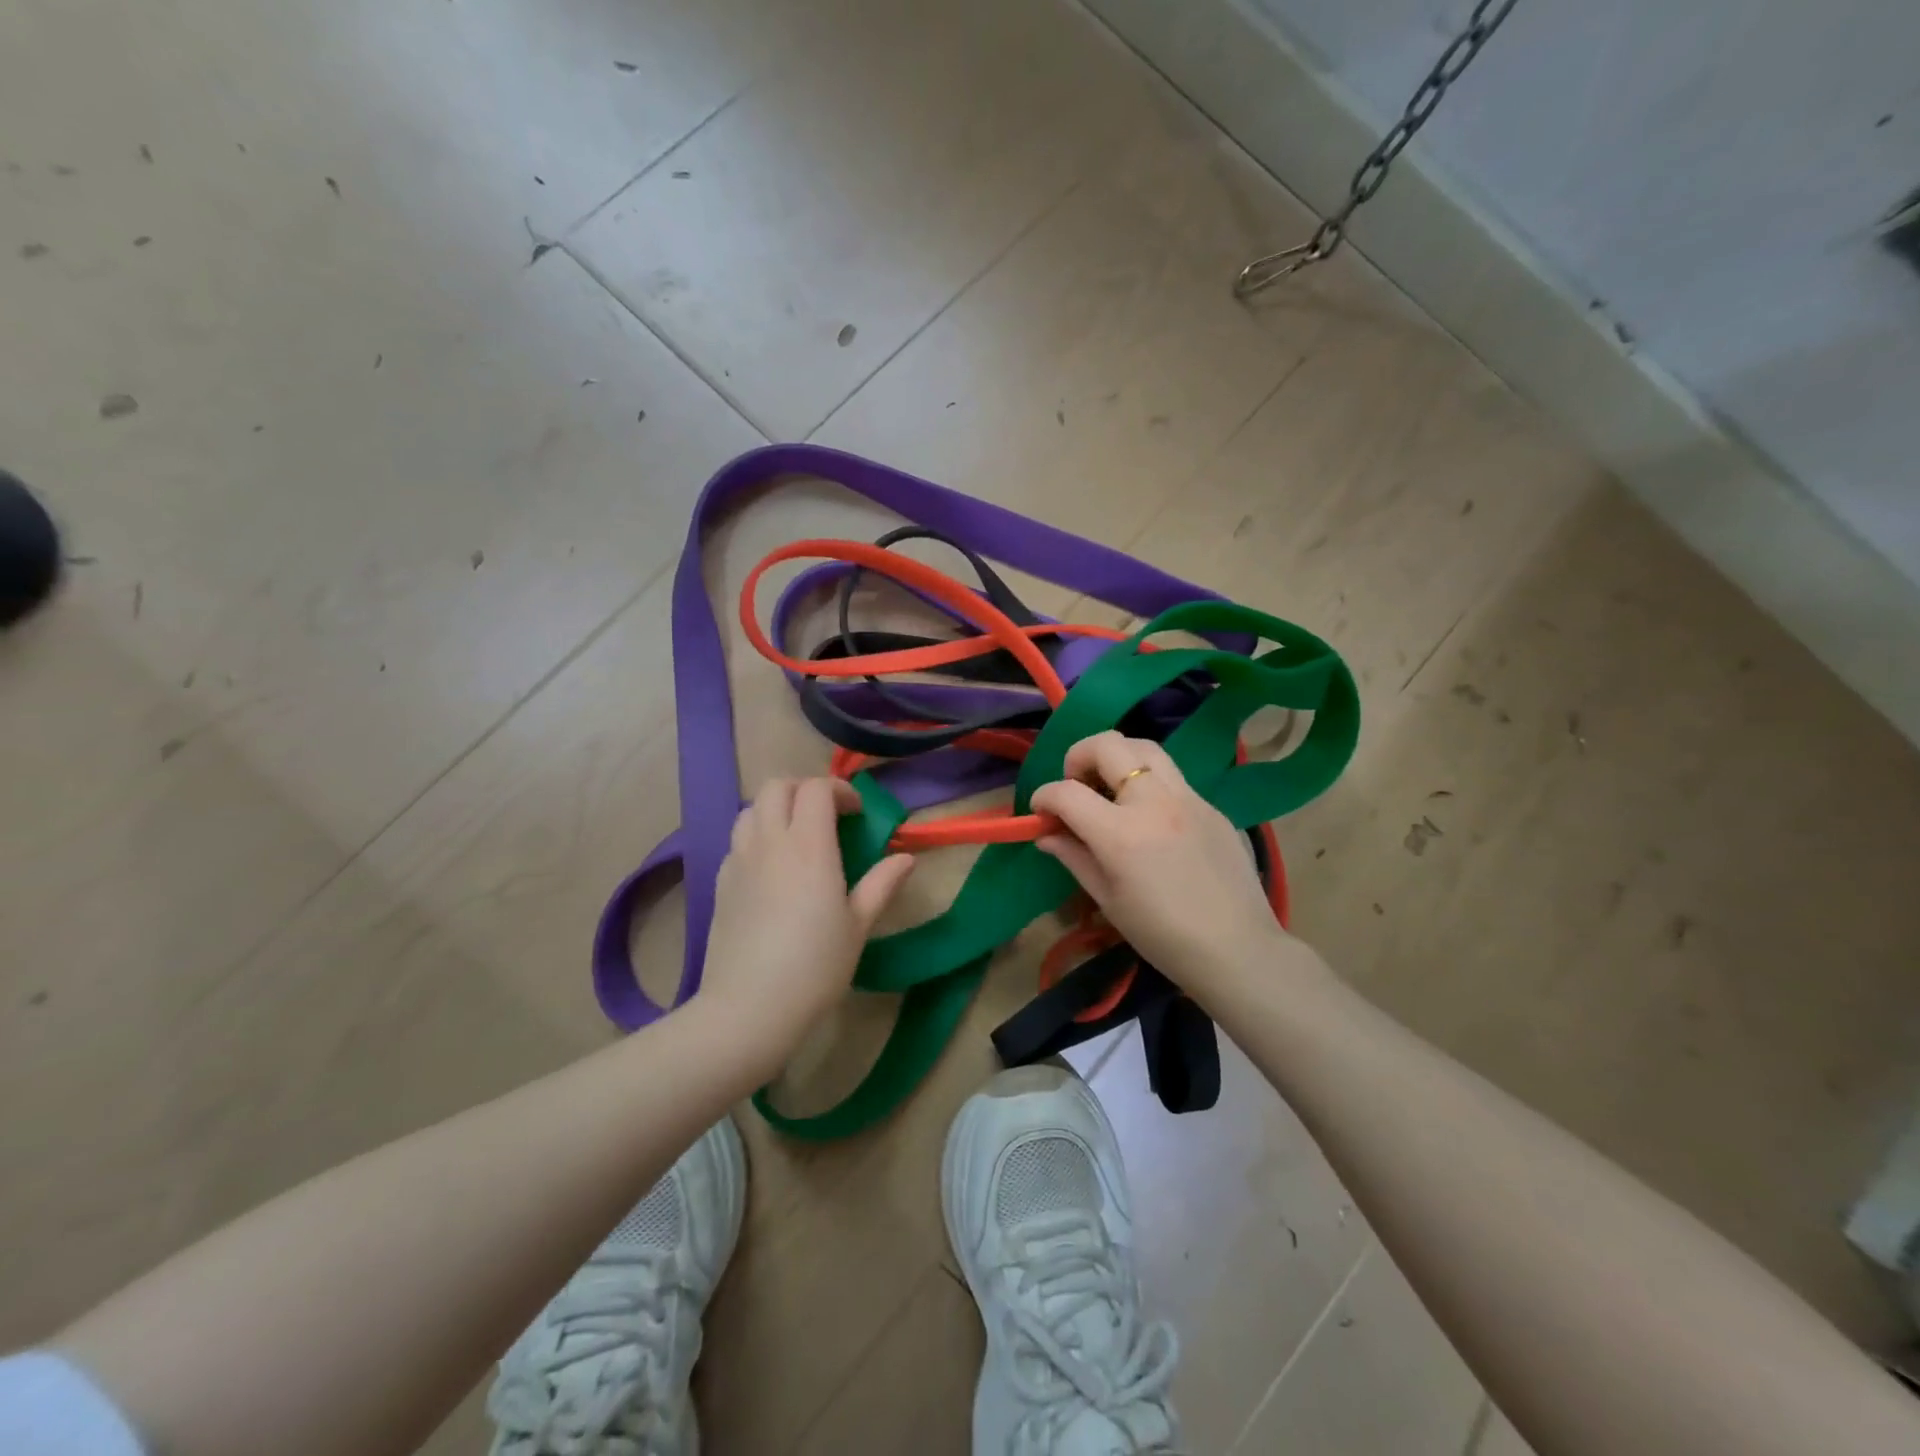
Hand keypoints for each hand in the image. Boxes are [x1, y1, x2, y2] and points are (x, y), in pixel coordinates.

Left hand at [697, 776, 914, 1073]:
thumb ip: (881, 884)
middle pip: (777, 786)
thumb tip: (906, 858)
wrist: (749, 1007)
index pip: (816, 789)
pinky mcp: (721, 882)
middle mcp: (770, 842)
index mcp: (808, 846)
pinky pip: (737, 840)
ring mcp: (739, 860)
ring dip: (777, 809)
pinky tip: (771, 869)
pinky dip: (757, 837)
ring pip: (751, 809)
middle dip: (805, 790)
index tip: (857, 814)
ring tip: (797, 837)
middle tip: (827, 816)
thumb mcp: (858, 926)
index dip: (840, 791)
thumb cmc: (815, 966)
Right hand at [1028, 731, 1289, 988]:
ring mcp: (1188, 798)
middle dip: (1078, 757)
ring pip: (1144, 746)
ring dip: (1117, 757)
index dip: (1044, 797)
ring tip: (1110, 789)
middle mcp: (1154, 802)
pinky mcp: (1211, 805)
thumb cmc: (1163, 936)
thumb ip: (1074, 857)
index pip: (1066, 792)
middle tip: (1076, 786)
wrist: (1238, 950)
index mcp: (1121, 834)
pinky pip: (1171, 776)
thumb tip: (1046, 835)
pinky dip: (1148, 782)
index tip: (1041, 812)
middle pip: (1107, 745)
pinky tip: (1149, 818)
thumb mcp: (1109, 900)